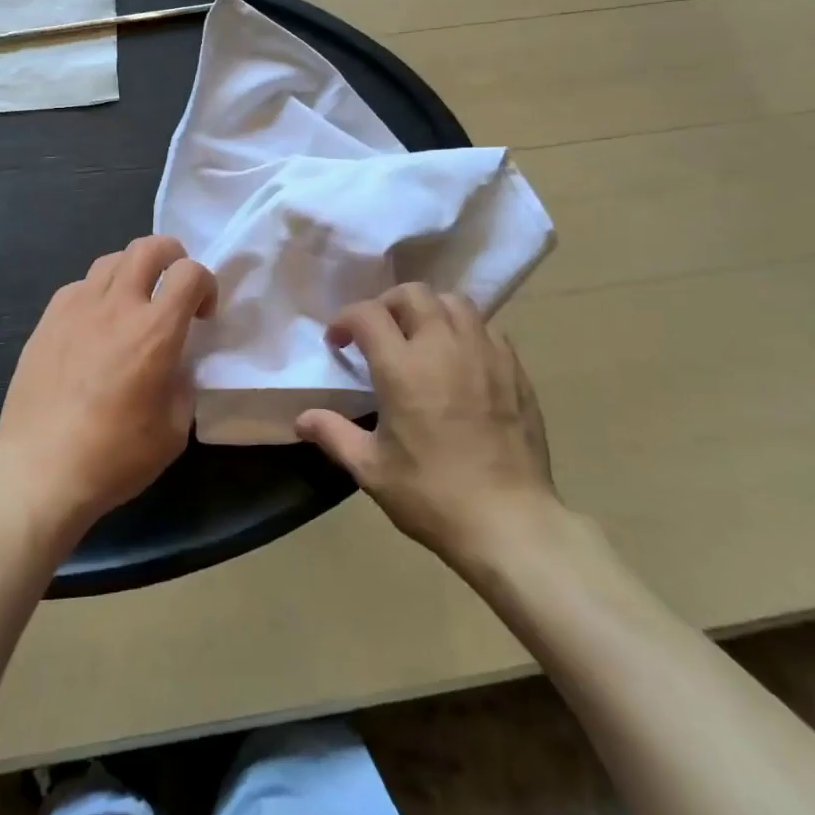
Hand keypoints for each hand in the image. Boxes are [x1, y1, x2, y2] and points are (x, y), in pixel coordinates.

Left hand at [0, 235, 215, 539]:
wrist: (39, 473)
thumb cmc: (114, 457)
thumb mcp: (174, 430)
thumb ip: (183, 384)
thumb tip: (175, 364)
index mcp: (154, 332)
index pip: (189, 272)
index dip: (205, 284)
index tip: (202, 315)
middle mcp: (117, 307)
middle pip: (148, 247)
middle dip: (172, 256)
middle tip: (173, 287)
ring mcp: (76, 310)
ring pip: (111, 260)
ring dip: (133, 271)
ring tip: (134, 303)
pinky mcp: (47, 322)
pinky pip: (79, 286)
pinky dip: (98, 294)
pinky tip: (95, 326)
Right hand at [295, 284, 559, 563]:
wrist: (509, 521)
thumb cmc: (432, 495)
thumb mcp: (371, 470)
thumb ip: (334, 434)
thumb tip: (301, 419)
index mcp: (403, 367)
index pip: (367, 314)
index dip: (345, 319)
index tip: (338, 341)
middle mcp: (443, 346)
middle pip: (412, 293)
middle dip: (386, 304)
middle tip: (377, 333)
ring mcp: (484, 353)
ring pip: (453, 301)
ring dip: (428, 309)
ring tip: (419, 336)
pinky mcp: (513, 367)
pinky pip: (485, 327)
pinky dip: (463, 329)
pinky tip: (458, 358)